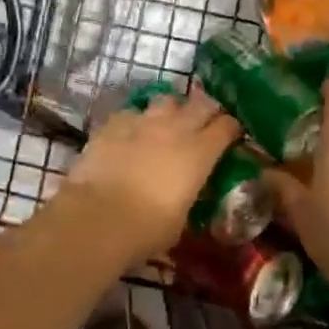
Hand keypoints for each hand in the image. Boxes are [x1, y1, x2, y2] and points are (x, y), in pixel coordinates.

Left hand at [55, 88, 241, 260]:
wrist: (97, 218)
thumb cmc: (147, 229)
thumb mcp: (181, 217)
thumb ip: (189, 194)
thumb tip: (187, 192)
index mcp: (200, 153)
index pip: (228, 126)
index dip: (232, 129)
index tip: (231, 136)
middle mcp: (176, 129)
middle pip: (202, 103)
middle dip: (207, 110)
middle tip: (205, 122)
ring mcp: (143, 121)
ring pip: (167, 100)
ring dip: (172, 109)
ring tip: (167, 123)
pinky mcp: (114, 123)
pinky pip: (132, 112)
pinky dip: (136, 121)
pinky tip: (131, 134)